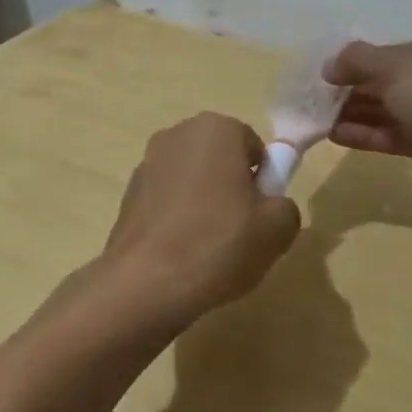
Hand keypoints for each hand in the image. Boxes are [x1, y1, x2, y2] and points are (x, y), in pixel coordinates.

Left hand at [100, 112, 300, 326]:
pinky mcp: (127, 196)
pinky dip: (176, 219)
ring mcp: (146, 165)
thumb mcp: (277, 229)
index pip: (254, 147)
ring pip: (191, 181)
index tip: (261, 214)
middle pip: (219, 160)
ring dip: (202, 203)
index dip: (263, 181)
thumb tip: (271, 207)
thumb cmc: (219, 244)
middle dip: (231, 188)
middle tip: (240, 231)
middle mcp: (176, 135)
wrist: (146, 282)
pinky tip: (180, 253)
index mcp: (215, 129)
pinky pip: (166, 202)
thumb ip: (285, 206)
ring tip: (208, 248)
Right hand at [324, 26, 411, 204]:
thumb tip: (328, 67)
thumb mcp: (394, 65)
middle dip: (358, 90)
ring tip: (322, 120)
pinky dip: (372, 134)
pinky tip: (338, 136)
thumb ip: (357, 61)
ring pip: (398, 110)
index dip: (366, 60)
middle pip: (399, 80)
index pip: (403, 49)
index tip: (333, 74)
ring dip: (360, 114)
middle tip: (321, 100)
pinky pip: (402, 135)